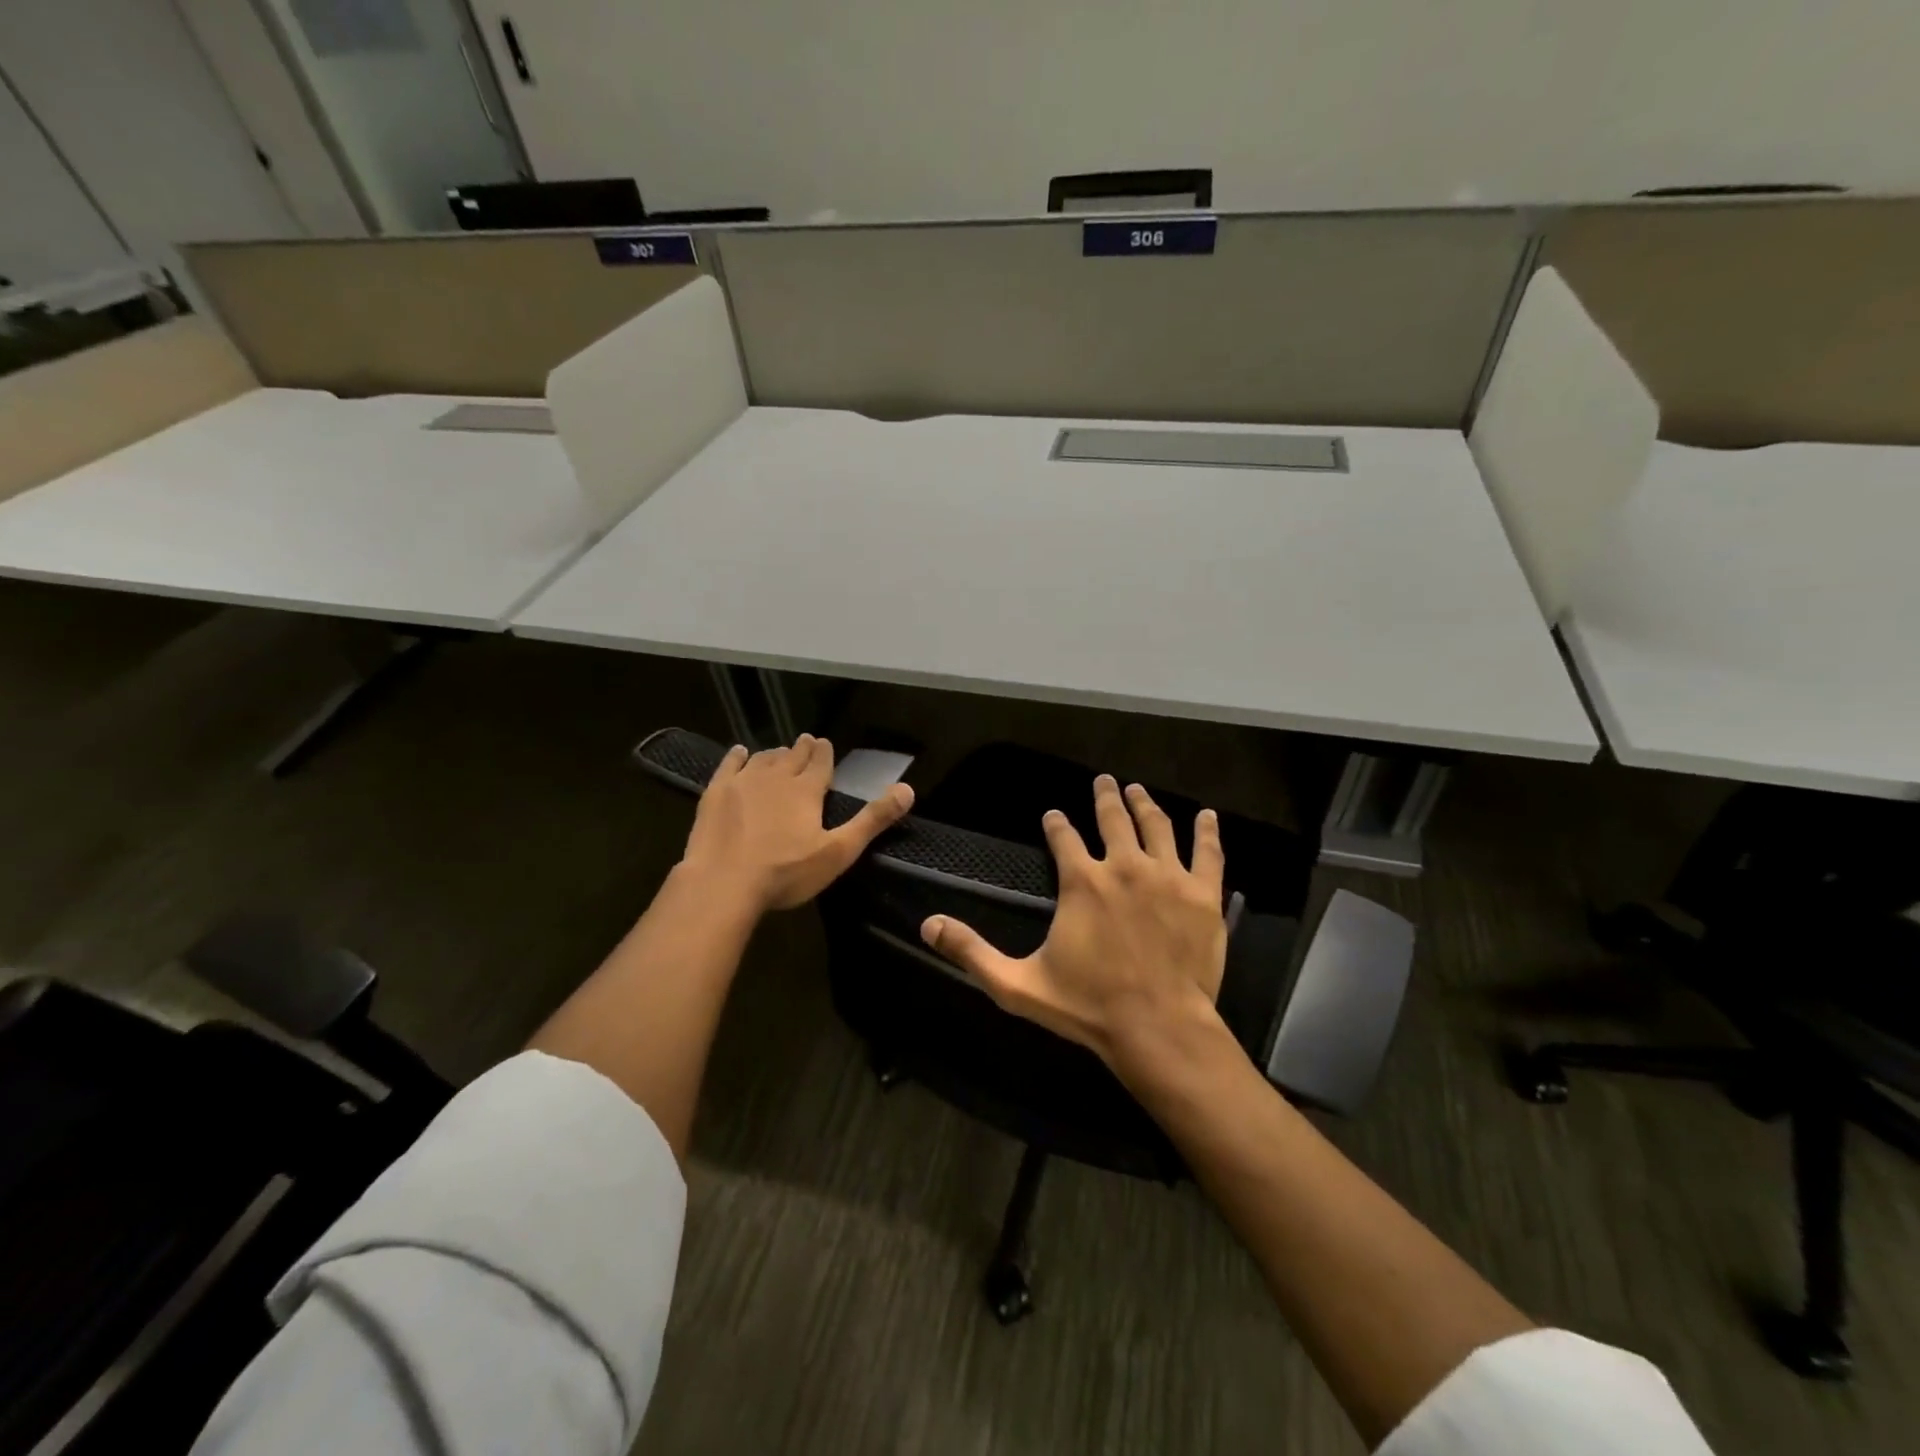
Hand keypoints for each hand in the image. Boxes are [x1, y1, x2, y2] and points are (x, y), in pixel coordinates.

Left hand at [680, 734, 914, 912]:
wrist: (722, 883)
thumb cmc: (786, 872)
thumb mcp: (838, 852)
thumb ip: (872, 820)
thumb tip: (908, 790)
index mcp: (806, 790)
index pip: (820, 762)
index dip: (824, 752)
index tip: (824, 742)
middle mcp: (776, 776)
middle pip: (792, 756)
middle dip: (802, 749)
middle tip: (806, 741)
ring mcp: (742, 782)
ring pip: (763, 758)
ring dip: (775, 754)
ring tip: (780, 753)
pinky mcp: (715, 793)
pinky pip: (729, 765)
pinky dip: (737, 756)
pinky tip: (740, 752)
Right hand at [920, 774, 1228, 1077]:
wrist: (1159, 1029)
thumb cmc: (1088, 1006)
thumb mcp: (1017, 984)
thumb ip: (972, 952)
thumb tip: (927, 925)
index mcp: (1082, 881)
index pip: (1063, 837)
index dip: (1056, 822)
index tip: (1054, 815)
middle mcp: (1124, 866)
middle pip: (1112, 818)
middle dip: (1104, 797)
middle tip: (1103, 780)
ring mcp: (1168, 876)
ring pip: (1156, 825)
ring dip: (1144, 803)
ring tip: (1137, 789)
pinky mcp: (1203, 894)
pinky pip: (1207, 852)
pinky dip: (1207, 831)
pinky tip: (1207, 816)